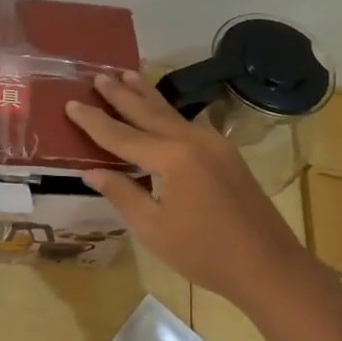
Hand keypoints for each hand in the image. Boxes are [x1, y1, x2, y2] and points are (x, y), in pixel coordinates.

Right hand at [65, 70, 315, 306]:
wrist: (269, 266)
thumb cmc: (205, 254)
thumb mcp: (154, 229)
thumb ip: (123, 194)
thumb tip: (91, 171)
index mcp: (172, 158)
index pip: (122, 135)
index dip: (94, 121)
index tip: (71, 103)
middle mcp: (192, 140)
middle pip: (148, 112)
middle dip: (121, 94)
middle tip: (99, 75)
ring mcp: (214, 144)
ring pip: (171, 113)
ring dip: (147, 95)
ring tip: (128, 73)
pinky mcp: (226, 154)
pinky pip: (188, 125)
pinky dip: (168, 113)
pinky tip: (162, 110)